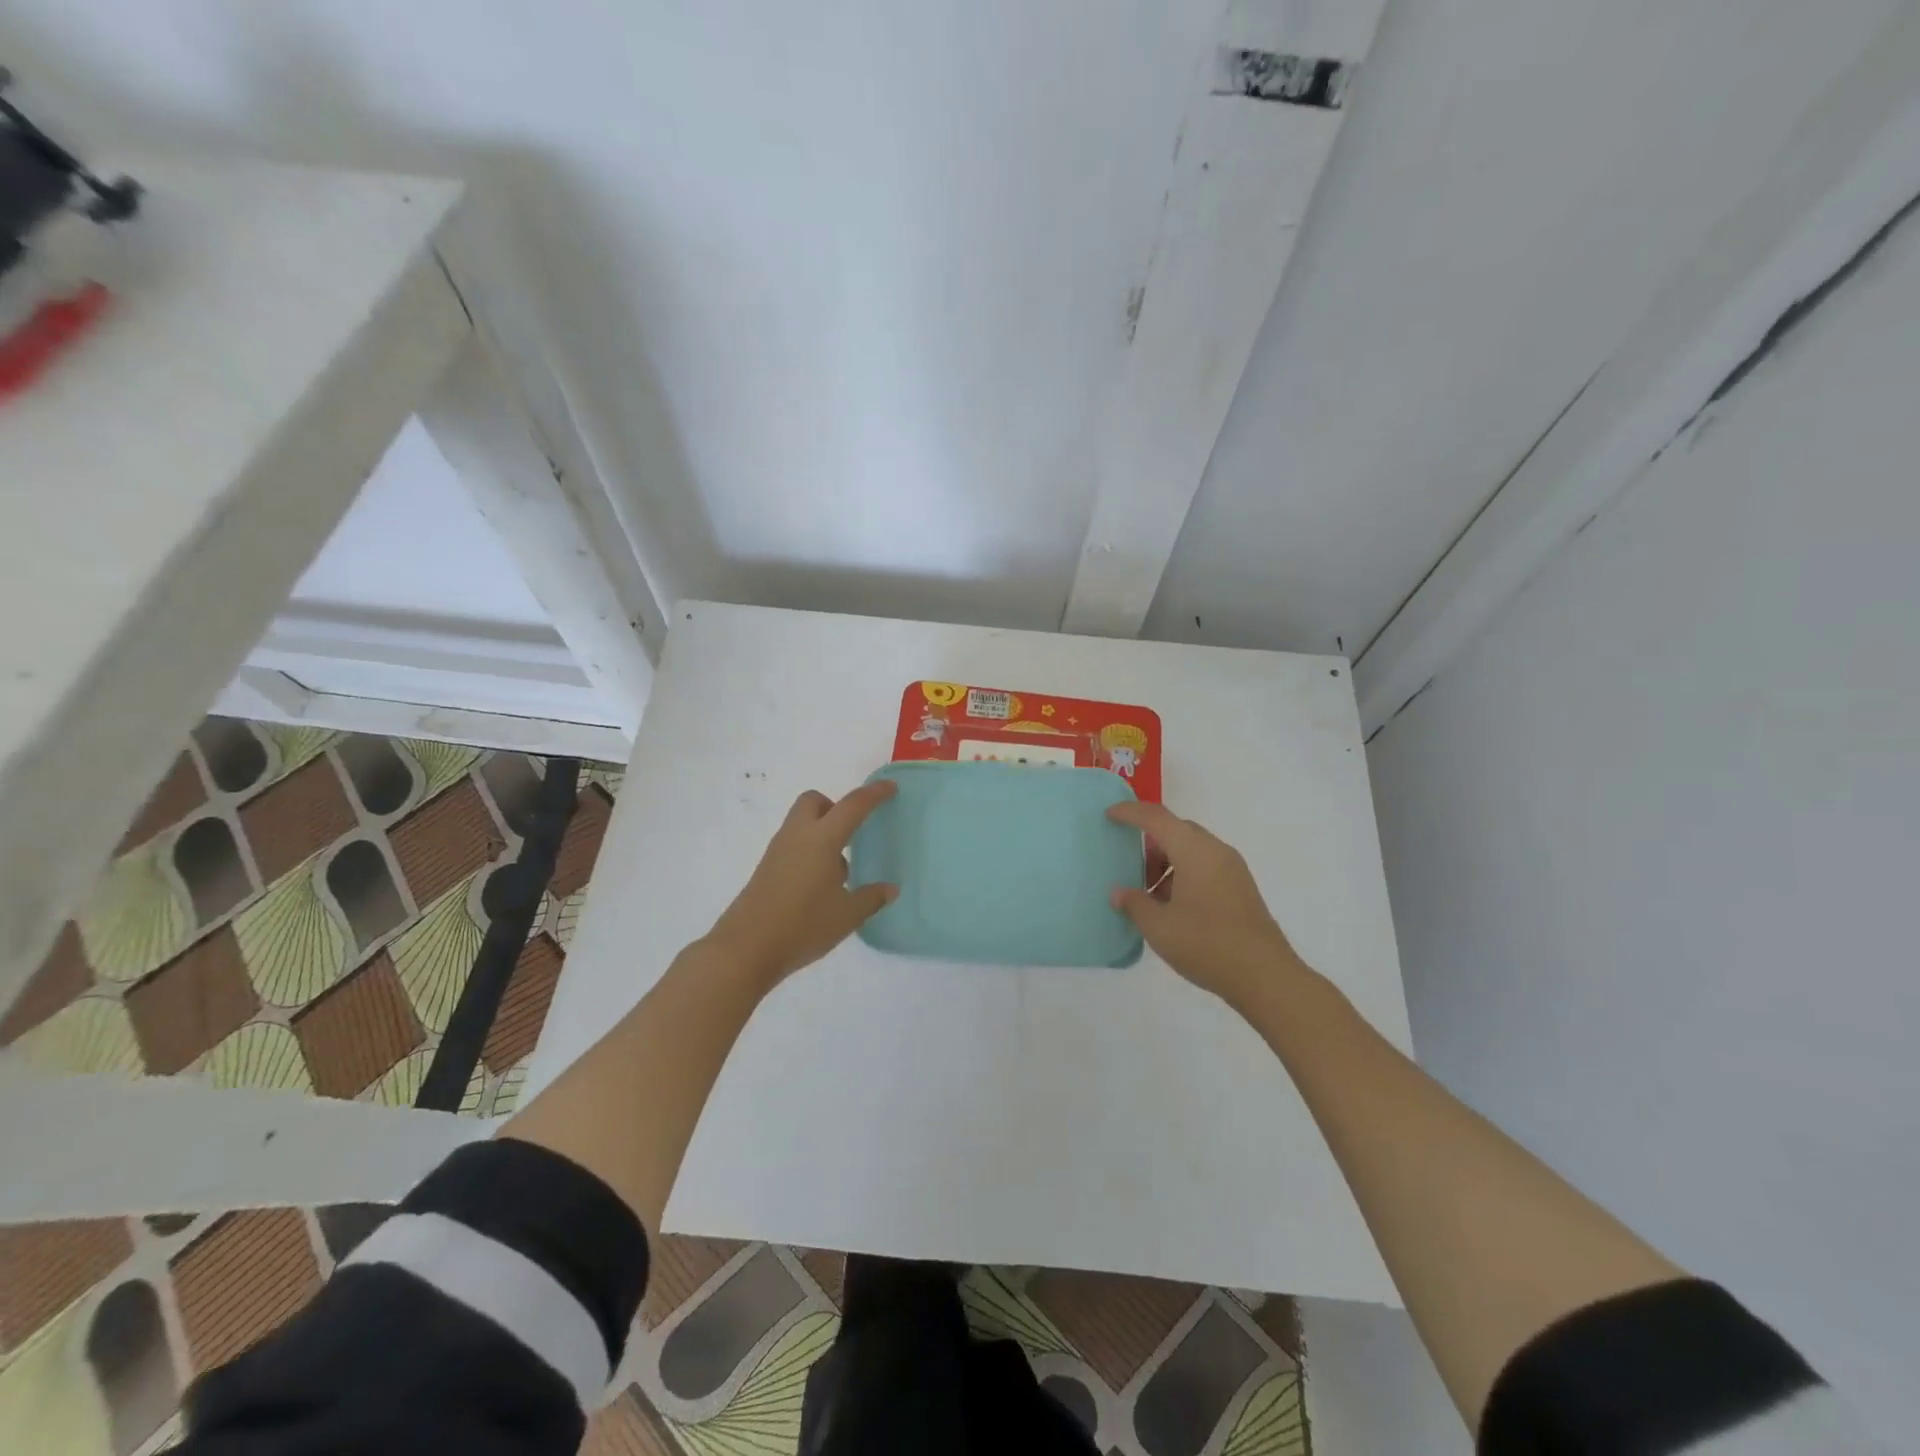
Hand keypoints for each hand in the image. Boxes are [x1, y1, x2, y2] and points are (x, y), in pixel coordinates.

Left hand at [704, 781, 898, 990]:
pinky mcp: (767, 868)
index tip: (890, 787)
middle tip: (852, 832)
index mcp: (822, 839)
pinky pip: (793, 844)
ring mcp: (778, 851)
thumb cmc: (802, 926)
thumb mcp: (847, 916)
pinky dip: (809, 850)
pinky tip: (820, 885)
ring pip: (802, 822)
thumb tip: (890, 889)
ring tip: (840, 870)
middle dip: (835, 806)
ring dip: (822, 831)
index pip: (853, 806)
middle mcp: (797, 836)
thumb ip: (871, 898)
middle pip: (815, 801)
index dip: (874, 794)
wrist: (746, 949)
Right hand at [1107, 800, 1303, 1008]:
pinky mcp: (1241, 888)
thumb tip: (1118, 893)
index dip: (1130, 812)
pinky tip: (1173, 906)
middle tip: (1130, 866)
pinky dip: (1184, 874)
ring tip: (1150, 894)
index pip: (1157, 818)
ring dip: (1168, 861)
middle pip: (1177, 831)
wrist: (1266, 977)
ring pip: (1192, 849)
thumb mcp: (1159, 927)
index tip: (1109, 814)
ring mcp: (1233, 869)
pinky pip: (1205, 866)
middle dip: (1150, 842)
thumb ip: (1134, 904)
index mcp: (1195, 851)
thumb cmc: (1207, 944)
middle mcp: (1216, 851)